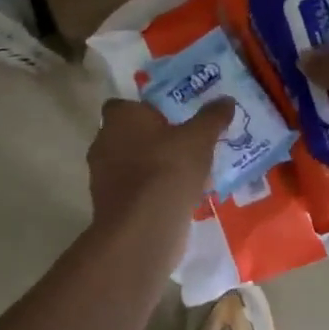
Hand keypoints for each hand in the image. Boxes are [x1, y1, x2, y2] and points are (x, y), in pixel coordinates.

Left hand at [86, 97, 233, 223]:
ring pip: (131, 165)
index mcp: (120, 117)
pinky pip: (133, 190)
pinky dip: (150, 193)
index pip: (125, 105)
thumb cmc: (168, 170)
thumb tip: (226, 100)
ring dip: (152, 168)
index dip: (146, 111)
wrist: (143, 229)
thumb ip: (212, 117)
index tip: (170, 120)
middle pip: (128, 135)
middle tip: (183, 146)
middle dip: (152, 141)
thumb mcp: (200, 139)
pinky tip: (177, 200)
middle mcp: (104, 142)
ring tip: (186, 176)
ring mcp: (102, 176)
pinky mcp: (108, 205)